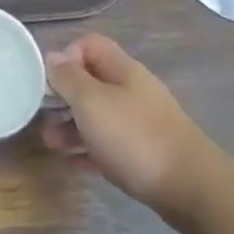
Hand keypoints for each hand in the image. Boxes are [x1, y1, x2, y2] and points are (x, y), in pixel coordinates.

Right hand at [41, 33, 214, 228]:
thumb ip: (68, 77)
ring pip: (98, 116)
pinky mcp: (145, 155)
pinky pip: (108, 145)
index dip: (66, 56)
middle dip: (64, 97)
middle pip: (91, 82)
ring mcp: (140, 123)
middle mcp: (131, 90)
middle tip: (42, 115)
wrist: (191, 189)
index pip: (89, 45)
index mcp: (121, 69)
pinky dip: (88, 150)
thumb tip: (53, 56)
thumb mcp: (91, 101)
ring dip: (71, 126)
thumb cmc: (134, 136)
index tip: (50, 81)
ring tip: (50, 143)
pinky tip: (71, 162)